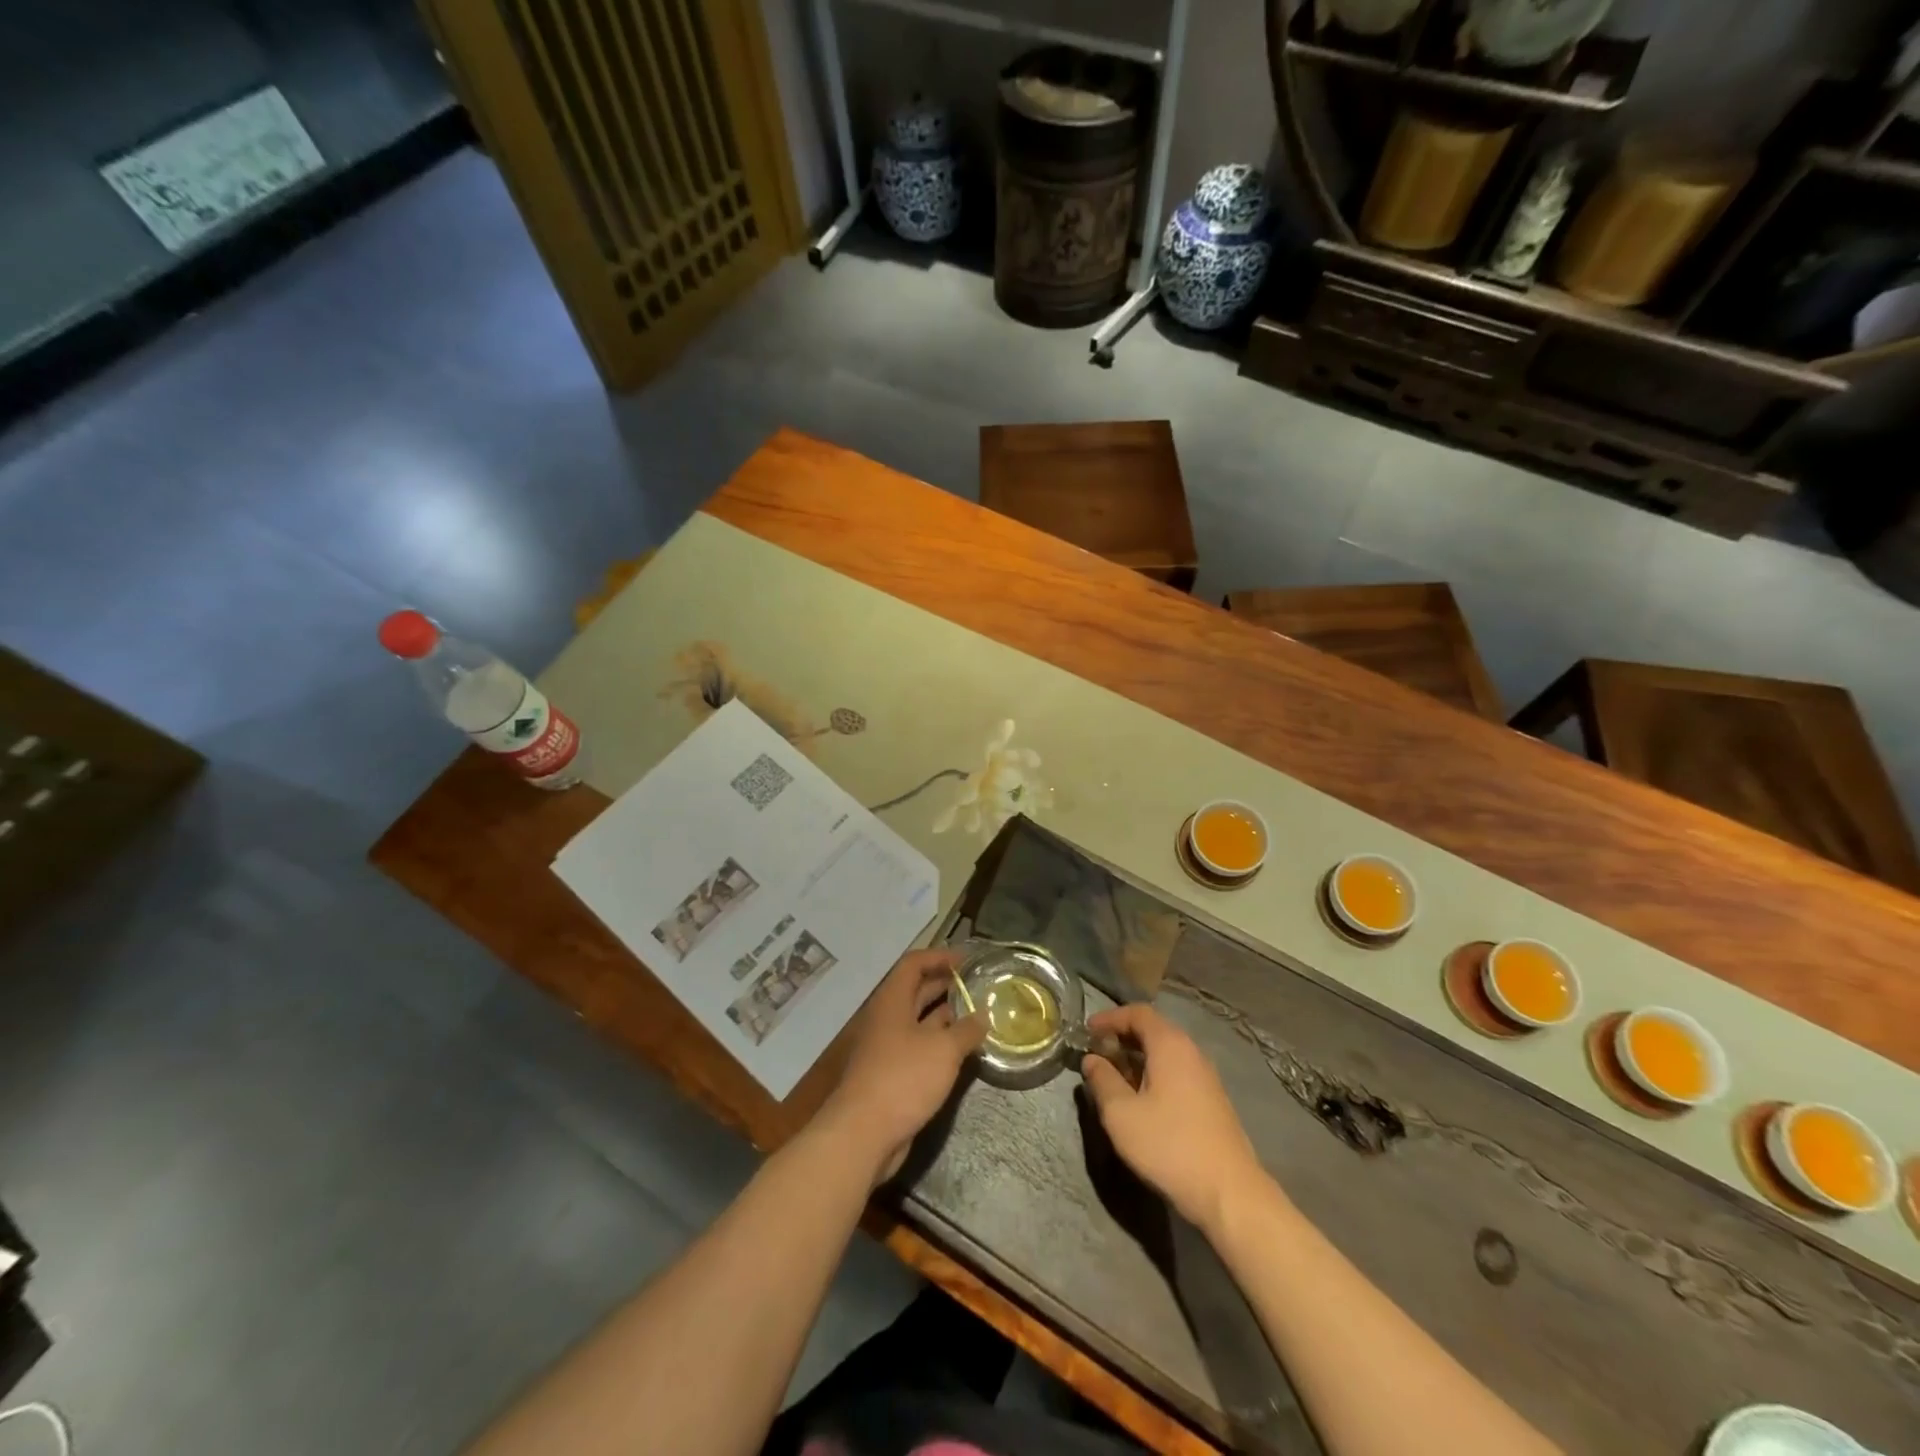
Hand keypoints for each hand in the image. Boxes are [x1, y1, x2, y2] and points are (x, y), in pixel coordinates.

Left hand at [818, 949, 985, 1185]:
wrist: (863, 1134)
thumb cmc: (903, 1079)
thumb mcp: (943, 1050)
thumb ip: (966, 1030)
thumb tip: (982, 1016)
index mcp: (892, 1001)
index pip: (913, 964)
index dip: (939, 957)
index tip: (967, 960)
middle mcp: (887, 1019)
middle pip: (916, 991)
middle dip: (945, 985)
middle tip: (976, 985)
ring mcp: (887, 1048)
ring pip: (919, 1021)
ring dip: (946, 1016)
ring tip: (977, 1015)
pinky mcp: (892, 1075)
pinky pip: (919, 1048)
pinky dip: (940, 1043)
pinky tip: (963, 1050)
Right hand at [1080, 1003, 1266, 1234]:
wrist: (1229, 1193)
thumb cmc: (1169, 1145)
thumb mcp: (1121, 1114)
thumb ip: (1102, 1081)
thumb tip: (1092, 1060)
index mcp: (1170, 1045)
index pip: (1138, 1013)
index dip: (1110, 1018)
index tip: (1087, 1032)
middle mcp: (1191, 1052)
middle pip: (1153, 1030)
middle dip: (1122, 1038)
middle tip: (1097, 1054)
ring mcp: (1206, 1077)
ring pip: (1165, 1054)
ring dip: (1137, 1059)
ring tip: (1114, 1078)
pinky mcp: (1212, 1101)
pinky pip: (1177, 1073)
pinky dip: (1154, 1075)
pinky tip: (1142, 1101)